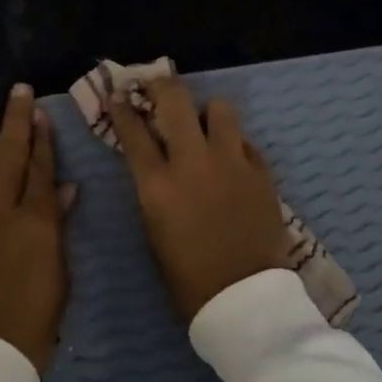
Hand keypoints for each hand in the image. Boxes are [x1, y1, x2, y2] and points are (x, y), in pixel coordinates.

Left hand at [0, 84, 70, 373]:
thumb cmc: (30, 330)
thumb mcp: (58, 282)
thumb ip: (58, 231)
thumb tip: (64, 190)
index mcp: (36, 226)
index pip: (40, 170)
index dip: (42, 138)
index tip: (41, 112)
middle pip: (8, 156)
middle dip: (15, 119)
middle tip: (19, 92)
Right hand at [109, 77, 288, 323]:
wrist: (243, 298)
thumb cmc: (187, 275)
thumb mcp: (154, 228)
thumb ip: (153, 188)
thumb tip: (157, 161)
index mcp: (157, 184)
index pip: (133, 131)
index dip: (122, 109)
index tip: (119, 96)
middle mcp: (193, 162)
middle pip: (175, 101)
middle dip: (162, 85)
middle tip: (158, 83)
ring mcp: (232, 163)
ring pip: (220, 109)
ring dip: (207, 111)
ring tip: (204, 124)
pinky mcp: (261, 172)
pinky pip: (245, 141)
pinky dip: (233, 143)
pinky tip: (231, 159)